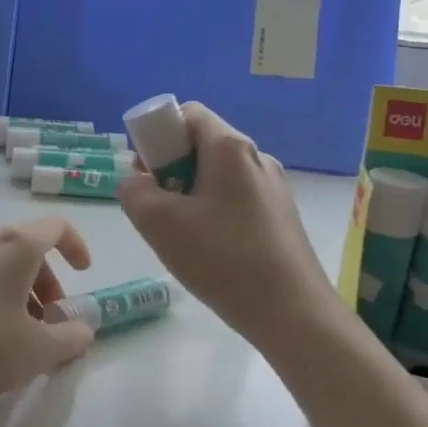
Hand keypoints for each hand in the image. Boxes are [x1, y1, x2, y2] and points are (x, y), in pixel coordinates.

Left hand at [0, 217, 96, 408]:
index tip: (83, 274)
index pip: (56, 227)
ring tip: (12, 330)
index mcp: (15, 245)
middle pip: (24, 245)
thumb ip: (70, 338)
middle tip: (47, 319)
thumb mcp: (37, 352)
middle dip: (45, 279)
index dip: (76, 246)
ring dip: (13, 286)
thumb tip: (83, 330)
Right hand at [117, 102, 337, 346]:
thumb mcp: (159, 224)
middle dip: (171, 169)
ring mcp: (274, 186)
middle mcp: (257, 156)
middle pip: (201, 143)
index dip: (158, 136)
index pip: (186, 113)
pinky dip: (214, 212)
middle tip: (158, 208)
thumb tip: (136, 183)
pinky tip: (212, 251)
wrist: (294, 313)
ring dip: (190, 194)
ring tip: (183, 236)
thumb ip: (133, 192)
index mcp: (230, 147)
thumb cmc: (223, 259)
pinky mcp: (281, 215)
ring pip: (217, 174)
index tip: (148, 174)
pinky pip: (236, 198)